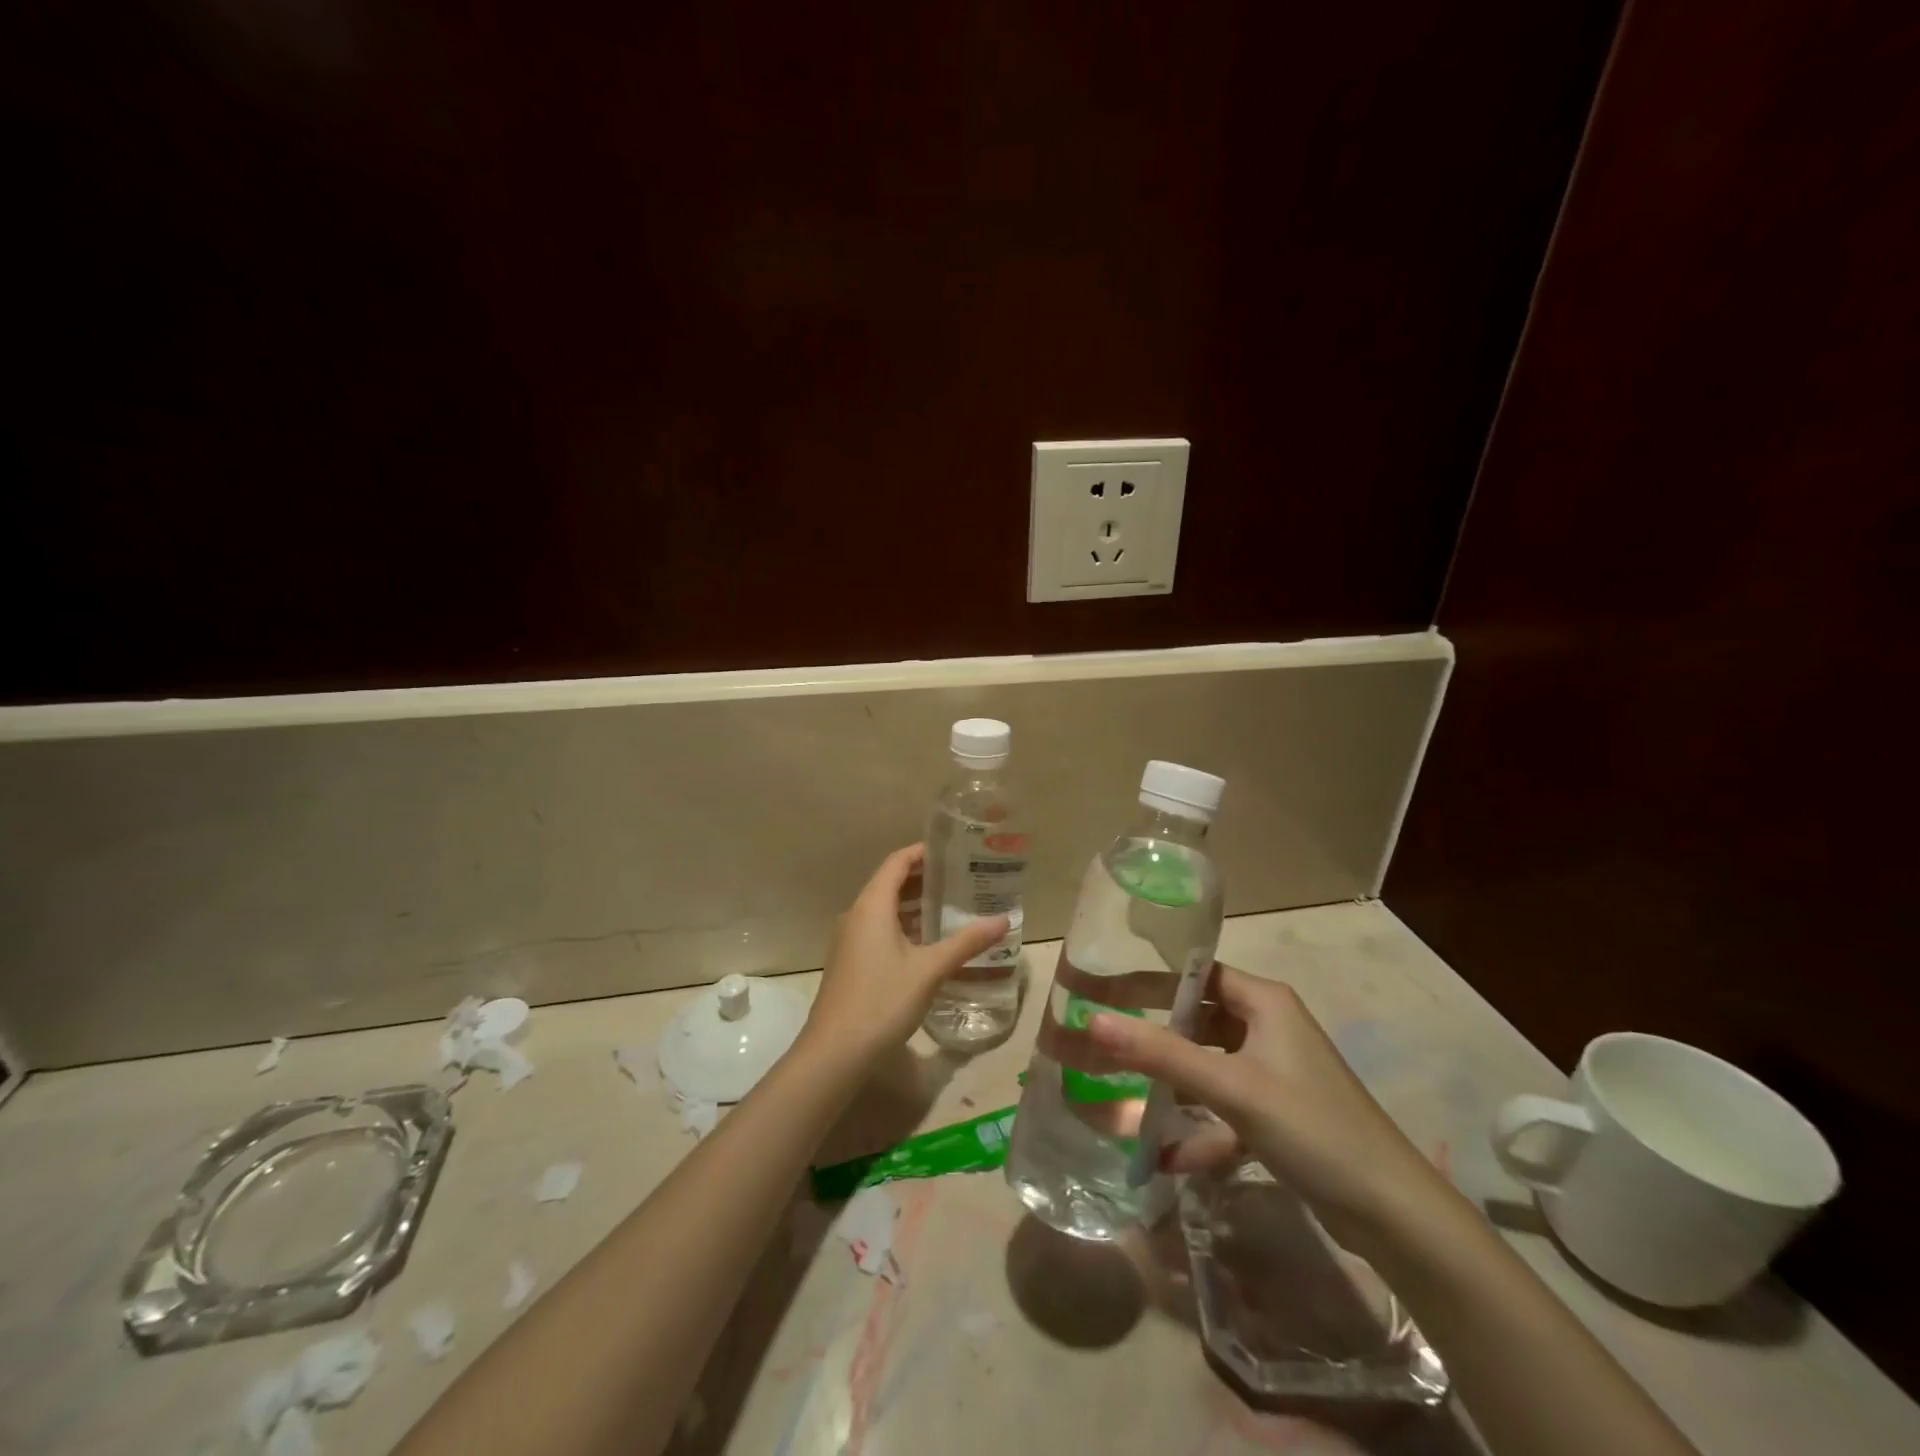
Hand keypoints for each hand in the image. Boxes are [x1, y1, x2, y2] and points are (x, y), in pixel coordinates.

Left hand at [798, 844, 1008, 1068]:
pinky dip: (902, 925)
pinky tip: (926, 943)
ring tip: (949, 907)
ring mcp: (849, 940)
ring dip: (912, 904)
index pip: (897, 862)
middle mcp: (856, 915)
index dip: (922, 852)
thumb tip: (1003, 920)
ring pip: (883, 909)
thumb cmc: (882, 1001)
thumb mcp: (930, 970)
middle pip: (889, 883)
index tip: (952, 851)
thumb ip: (966, 942)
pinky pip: (877, 929)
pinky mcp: (849, 962)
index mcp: (872, 906)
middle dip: (922, 878)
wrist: (834, 1052)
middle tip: (960, 878)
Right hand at [1088, 965, 1447, 1256]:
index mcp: (1263, 1001)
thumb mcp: (1231, 1086)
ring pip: (1206, 1067)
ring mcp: (1273, 1072)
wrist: (1393, 1215)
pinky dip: (1197, 1129)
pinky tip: (1162, 1157)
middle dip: (1148, 1036)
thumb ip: (1159, 1053)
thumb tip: (1091, 1020)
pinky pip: (1224, 1109)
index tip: (1098, 991)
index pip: (1191, 974)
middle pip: (1194, 1020)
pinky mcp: (1277, 1114)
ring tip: (1118, 1096)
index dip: (1144, 980)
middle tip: (1097, 1041)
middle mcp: (1267, 1026)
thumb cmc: (1311, 1127)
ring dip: (1168, 1085)